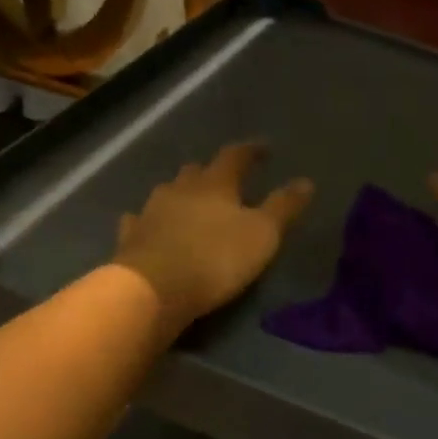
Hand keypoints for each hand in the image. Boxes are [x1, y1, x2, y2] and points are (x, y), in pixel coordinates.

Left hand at [114, 143, 314, 333]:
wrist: (152, 289)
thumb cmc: (216, 258)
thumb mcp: (263, 234)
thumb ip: (284, 207)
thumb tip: (306, 181)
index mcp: (216, 184)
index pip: (235, 156)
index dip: (251, 151)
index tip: (264, 149)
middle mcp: (181, 189)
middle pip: (197, 171)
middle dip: (213, 172)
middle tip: (226, 179)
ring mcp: (151, 211)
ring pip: (168, 192)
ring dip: (181, 193)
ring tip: (192, 202)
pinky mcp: (131, 237)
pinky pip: (141, 220)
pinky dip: (150, 220)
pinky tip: (150, 225)